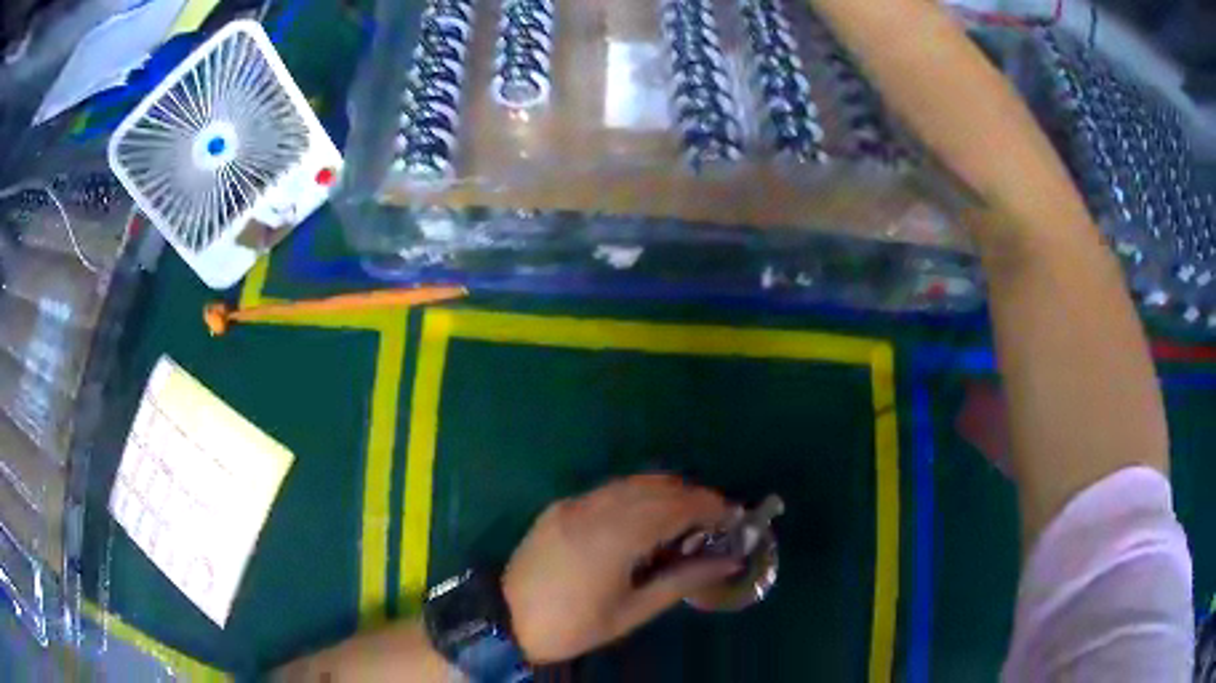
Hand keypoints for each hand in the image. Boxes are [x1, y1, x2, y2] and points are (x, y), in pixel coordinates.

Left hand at [502, 474, 739, 663]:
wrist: (505, 619)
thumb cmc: (573, 625)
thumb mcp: (631, 612)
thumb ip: (681, 581)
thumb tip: (727, 562)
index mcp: (614, 538)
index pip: (674, 507)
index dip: (708, 506)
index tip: (732, 516)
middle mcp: (593, 510)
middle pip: (655, 487)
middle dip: (692, 496)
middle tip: (714, 518)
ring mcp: (572, 505)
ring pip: (630, 483)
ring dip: (665, 492)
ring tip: (685, 516)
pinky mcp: (559, 507)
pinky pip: (606, 491)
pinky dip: (636, 495)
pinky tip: (645, 516)